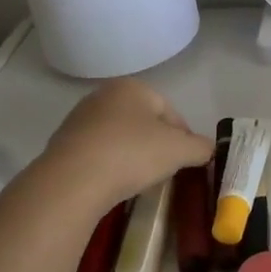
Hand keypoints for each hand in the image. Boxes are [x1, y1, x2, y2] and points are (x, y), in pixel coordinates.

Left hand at [42, 79, 214, 210]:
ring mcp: (79, 119)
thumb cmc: (132, 154)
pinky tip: (113, 184)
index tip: (188, 162)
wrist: (72, 181)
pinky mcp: (62, 144)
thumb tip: (208, 149)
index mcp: (132, 87)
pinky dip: (109, 166)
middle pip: (143, 123)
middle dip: (157, 146)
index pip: (170, 112)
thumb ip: (200, 147)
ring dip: (132, 156)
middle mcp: (103, 95)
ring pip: (119, 138)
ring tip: (139, 181)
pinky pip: (97, 153)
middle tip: (165, 172)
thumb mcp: (179, 150)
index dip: (184, 138)